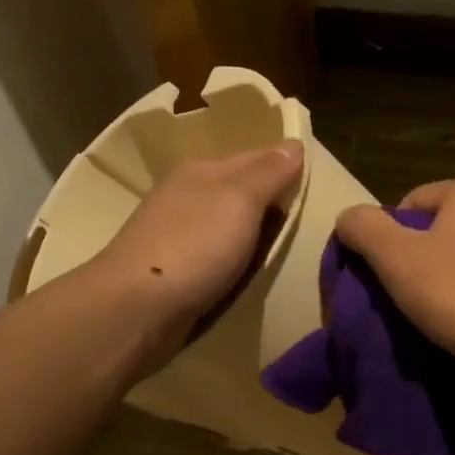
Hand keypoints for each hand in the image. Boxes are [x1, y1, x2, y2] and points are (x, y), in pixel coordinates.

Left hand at [86, 140, 303, 367]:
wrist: (136, 309)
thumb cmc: (193, 247)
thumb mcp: (239, 200)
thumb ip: (268, 173)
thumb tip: (294, 144)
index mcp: (200, 171)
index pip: (255, 157)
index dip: (286, 167)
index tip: (318, 186)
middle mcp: (186, 197)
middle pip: (240, 194)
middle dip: (270, 205)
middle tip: (311, 224)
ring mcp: (176, 236)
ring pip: (227, 228)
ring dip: (253, 238)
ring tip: (287, 252)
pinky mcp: (173, 273)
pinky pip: (216, 259)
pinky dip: (235, 264)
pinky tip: (249, 275)